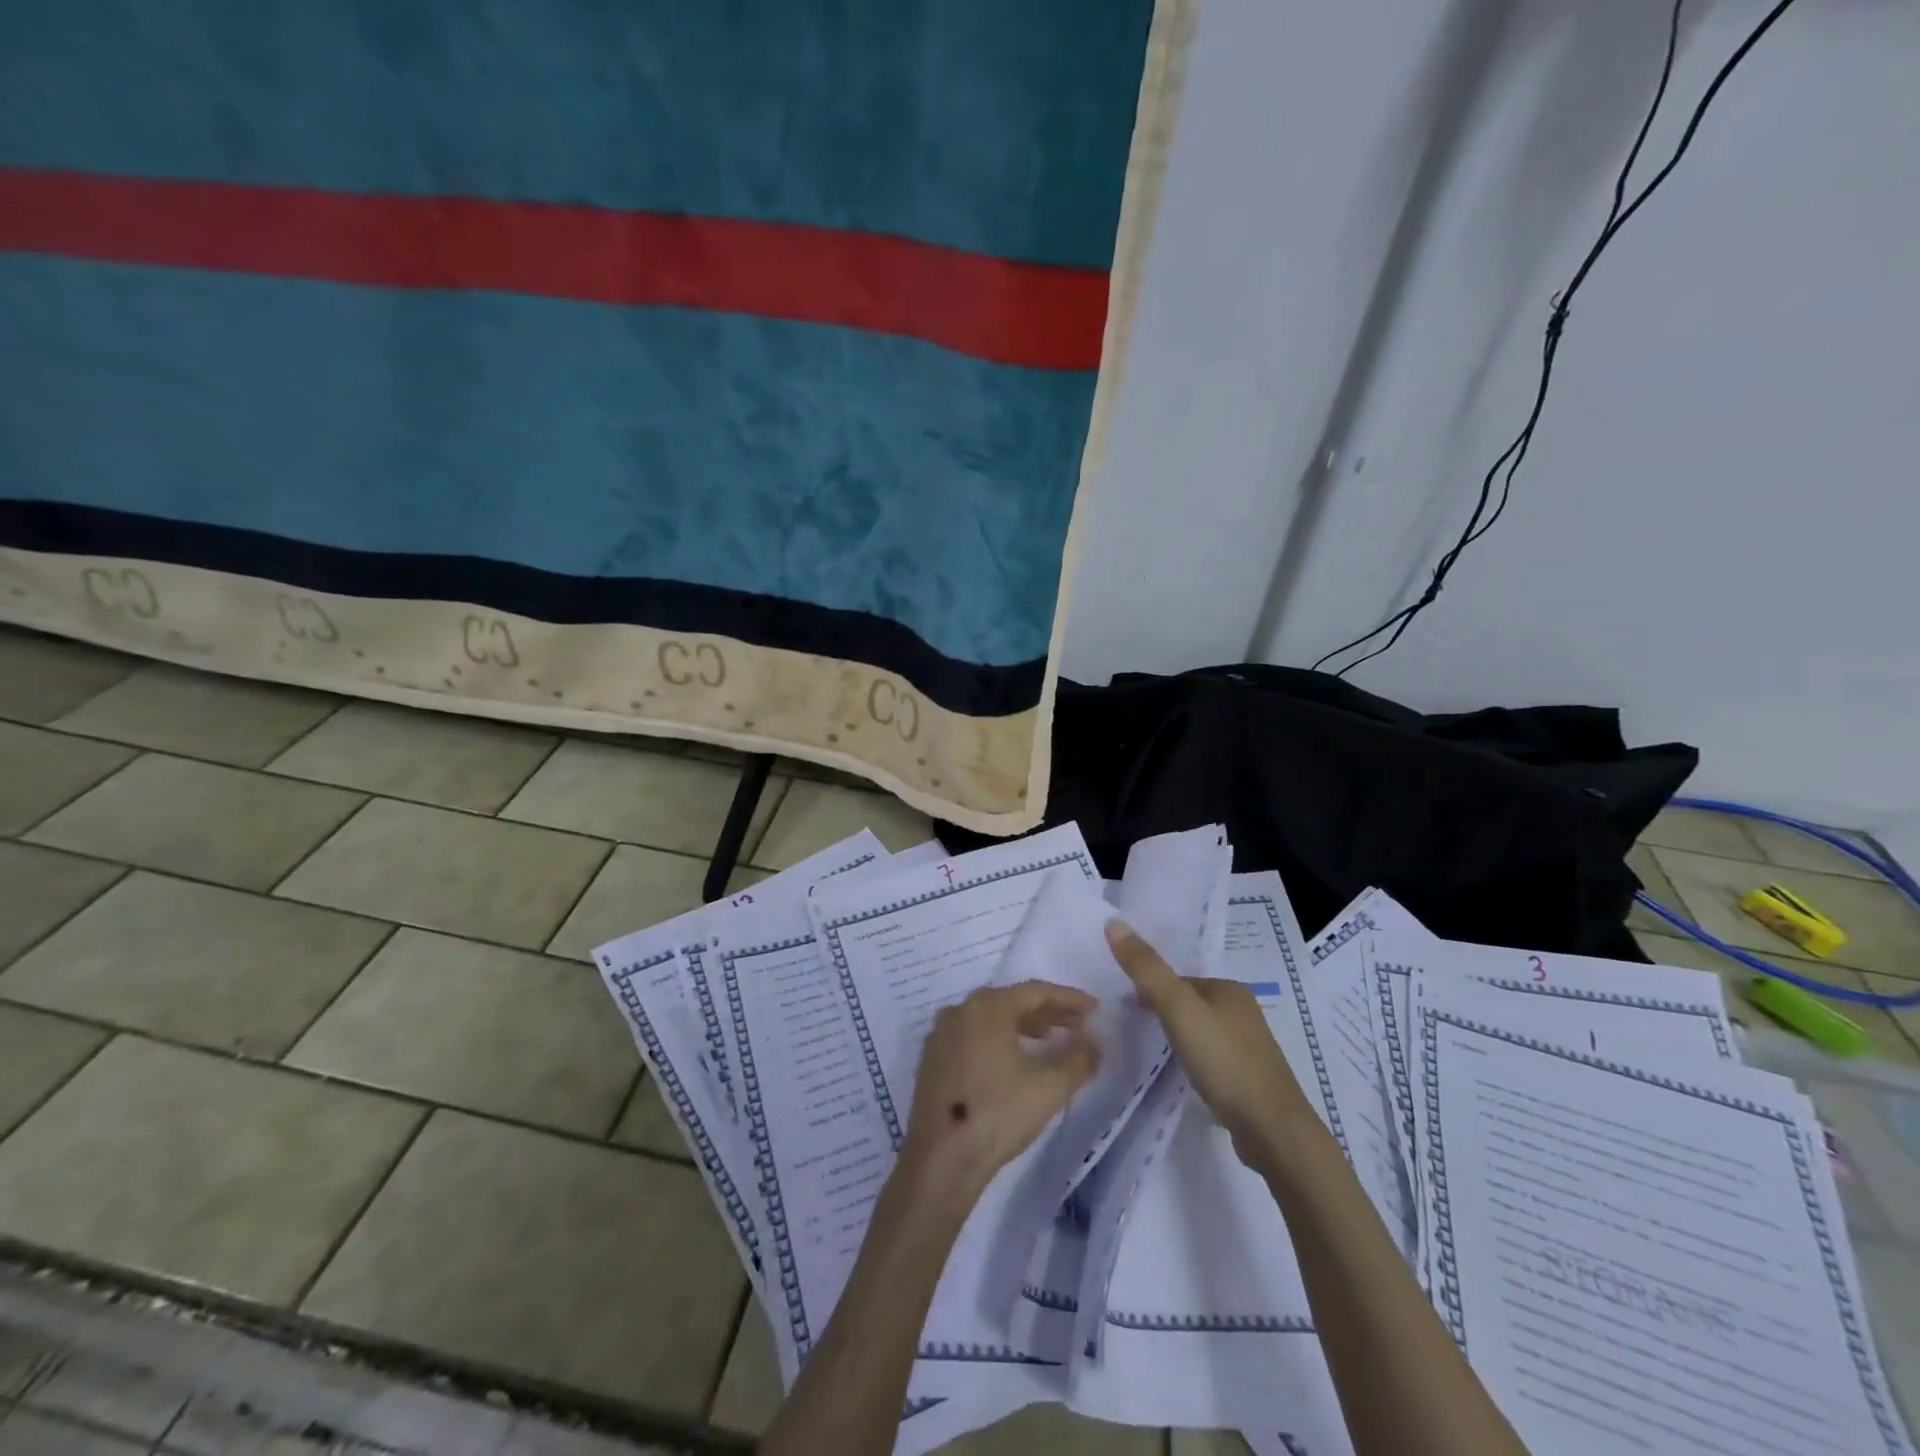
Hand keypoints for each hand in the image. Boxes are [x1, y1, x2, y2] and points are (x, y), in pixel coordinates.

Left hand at [902, 982, 1100, 1200]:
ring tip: (1051, 1040)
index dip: (1069, 999)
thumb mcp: (1050, 1086)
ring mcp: (941, 1035)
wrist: (941, 1160)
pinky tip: (1015, 1060)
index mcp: (986, 1006)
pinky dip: (1000, 1040)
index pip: (1035, 991)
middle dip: (1047, 1012)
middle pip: (1011, 1002)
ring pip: (991, 1020)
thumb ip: (1079, 1057)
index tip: (1095, 1009)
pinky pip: (974, 1037)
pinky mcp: (933, 1060)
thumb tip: (1095, 1040)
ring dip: (1024, 1026)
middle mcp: (959, 1010)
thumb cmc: (998, 1113)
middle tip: (1077, 1025)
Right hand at [1104, 920, 1316, 1167]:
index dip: (1149, 990)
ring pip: (1201, 1030)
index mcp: (1229, 988)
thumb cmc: (1224, 1062)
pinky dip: (1195, 1060)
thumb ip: (1147, 970)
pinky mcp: (1250, 1077)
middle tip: (1133, 1031)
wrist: (1273, 1131)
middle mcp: (1243, 1010)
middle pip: (1189, 1003)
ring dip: (1178, 1037)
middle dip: (1162, 1012)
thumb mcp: (1178, 1010)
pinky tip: (1185, 1076)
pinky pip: (1212, 1057)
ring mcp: (1250, 1046)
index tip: (1123, 1009)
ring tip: (1153, 1054)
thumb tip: (1114, 923)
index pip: (1178, 980)